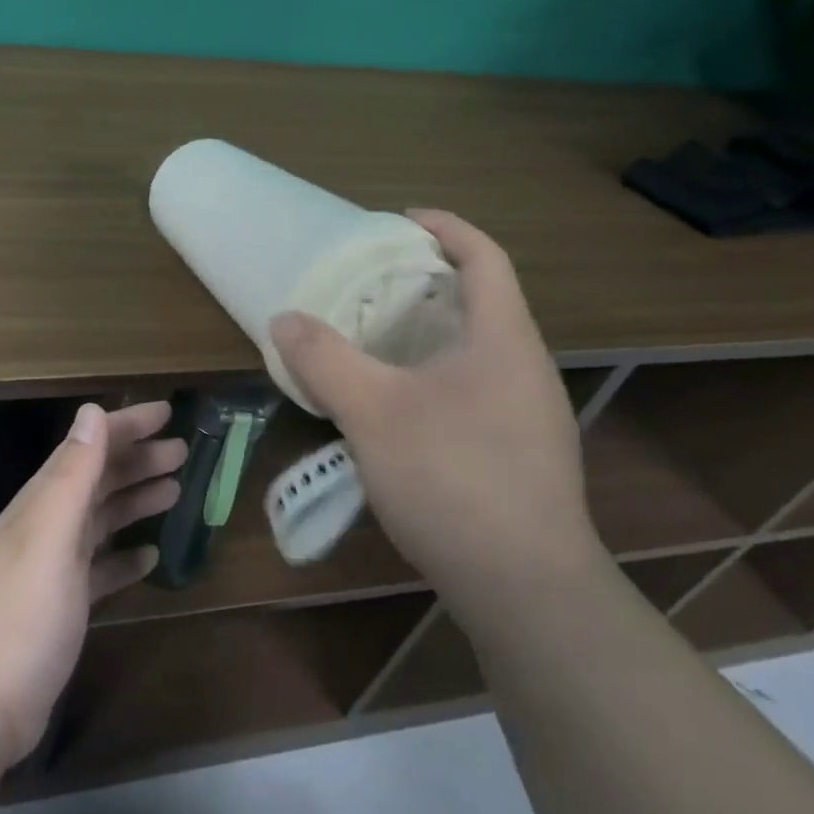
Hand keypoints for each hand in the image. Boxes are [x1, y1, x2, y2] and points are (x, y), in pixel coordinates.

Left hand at [0, 400, 185, 766]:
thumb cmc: (20, 613)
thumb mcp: (50, 535)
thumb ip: (73, 473)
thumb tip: (92, 410)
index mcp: (45, 501)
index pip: (90, 446)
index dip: (127, 426)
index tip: (167, 412)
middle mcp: (48, 525)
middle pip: (99, 479)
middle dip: (139, 460)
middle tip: (182, 452)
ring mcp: (54, 567)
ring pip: (102, 519)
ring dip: (135, 501)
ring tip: (174, 491)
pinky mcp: (62, 606)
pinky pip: (101, 568)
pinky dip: (124, 557)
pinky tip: (150, 558)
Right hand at [269, 210, 602, 621]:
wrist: (528, 593)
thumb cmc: (454, 481)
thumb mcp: (373, 413)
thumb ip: (324, 360)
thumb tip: (284, 319)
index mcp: (503, 339)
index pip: (484, 256)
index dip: (444, 227)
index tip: (397, 220)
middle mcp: (525, 367)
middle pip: (480, 298)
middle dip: (426, 279)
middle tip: (370, 280)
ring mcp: (529, 414)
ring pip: (476, 347)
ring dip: (428, 330)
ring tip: (373, 336)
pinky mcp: (520, 452)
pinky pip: (474, 386)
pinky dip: (434, 372)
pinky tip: (397, 404)